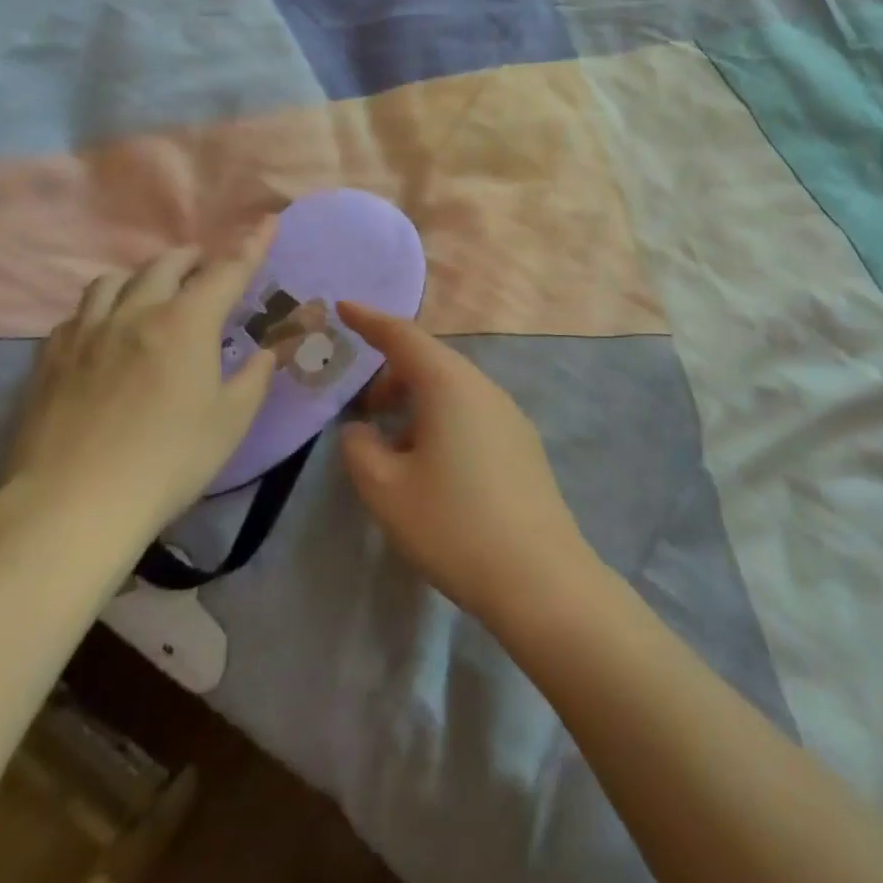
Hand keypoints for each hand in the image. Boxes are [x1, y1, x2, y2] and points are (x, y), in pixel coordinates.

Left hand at [5, 219, 278, 536]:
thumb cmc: (168, 461)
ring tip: (151, 292)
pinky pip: (77, 314)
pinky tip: (103, 331)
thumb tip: (265, 352)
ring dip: (140, 277)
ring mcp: (86, 334)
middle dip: (192, 258)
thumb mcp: (230, 422)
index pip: (227, 271)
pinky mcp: (50, 360)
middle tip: (204, 266)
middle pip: (165, 265)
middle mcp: (135, 314)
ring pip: (112, 281)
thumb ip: (253, 378)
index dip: (251, 245)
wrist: (71, 506)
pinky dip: (100, 309)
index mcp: (186, 324)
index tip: (268, 221)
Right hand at [336, 303, 595, 624]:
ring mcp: (508, 413)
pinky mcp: (521, 441)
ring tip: (394, 451)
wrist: (539, 575)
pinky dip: (441, 421)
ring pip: (451, 390)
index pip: (403, 336)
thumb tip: (363, 431)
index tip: (343, 307)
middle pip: (429, 362)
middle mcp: (483, 387)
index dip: (370, 320)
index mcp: (449, 384)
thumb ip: (360, 449)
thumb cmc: (453, 525)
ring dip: (416, 404)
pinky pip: (471, 412)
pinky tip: (432, 468)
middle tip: (363, 414)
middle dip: (391, 377)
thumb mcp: (387, 490)